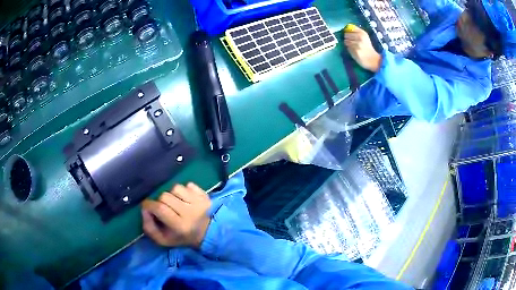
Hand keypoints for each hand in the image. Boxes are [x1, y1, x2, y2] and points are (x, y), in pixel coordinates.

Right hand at [141, 183, 211, 247]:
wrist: (207, 234)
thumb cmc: (182, 237)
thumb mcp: (163, 240)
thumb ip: (149, 227)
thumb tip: (144, 210)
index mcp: (180, 226)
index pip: (160, 208)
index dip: (149, 205)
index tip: (147, 207)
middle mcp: (190, 212)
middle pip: (165, 196)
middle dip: (160, 201)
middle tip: (163, 208)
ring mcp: (199, 202)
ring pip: (175, 188)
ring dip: (172, 194)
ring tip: (175, 203)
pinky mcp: (204, 195)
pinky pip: (188, 184)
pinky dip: (184, 190)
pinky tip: (185, 199)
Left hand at [344, 27, 381, 71]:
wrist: (373, 59)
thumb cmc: (368, 48)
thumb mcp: (365, 37)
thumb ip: (357, 32)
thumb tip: (347, 28)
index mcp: (362, 33)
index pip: (350, 29)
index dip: (349, 32)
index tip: (351, 35)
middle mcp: (359, 37)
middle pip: (346, 35)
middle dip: (347, 38)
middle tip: (352, 42)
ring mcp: (356, 44)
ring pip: (346, 41)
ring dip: (348, 44)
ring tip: (354, 47)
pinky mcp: (354, 50)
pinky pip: (347, 48)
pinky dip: (349, 49)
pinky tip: (354, 51)